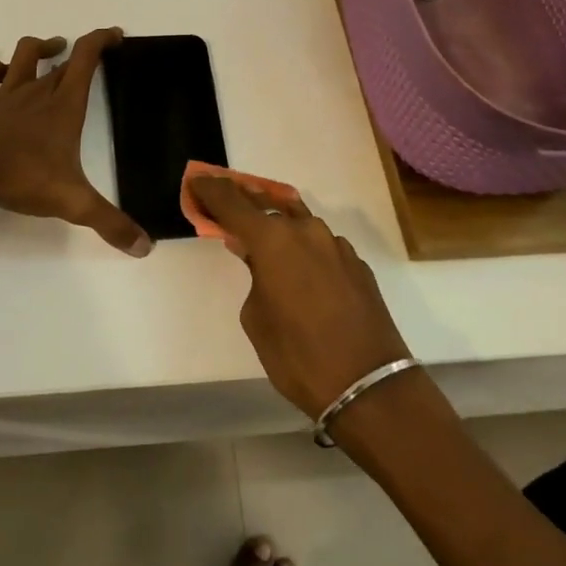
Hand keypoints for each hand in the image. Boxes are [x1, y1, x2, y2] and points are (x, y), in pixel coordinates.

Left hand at [0, 30, 151, 256]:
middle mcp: (37, 91)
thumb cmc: (20, 176)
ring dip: (38, 48)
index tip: (115, 35)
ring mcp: (5, 94)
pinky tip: (0, 71)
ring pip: (23, 55)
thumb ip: (109, 223)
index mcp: (64, 105)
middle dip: (78, 52)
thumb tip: (145, 247)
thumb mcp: (72, 202)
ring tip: (49, 49)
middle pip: (61, 59)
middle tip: (90, 56)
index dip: (102, 39)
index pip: (86, 57)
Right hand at [189, 176, 410, 418]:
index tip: (197, 179)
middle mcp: (305, 231)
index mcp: (272, 240)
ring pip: (298, 223)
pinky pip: (321, 245)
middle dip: (243, 202)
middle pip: (266, 206)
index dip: (211, 189)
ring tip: (263, 234)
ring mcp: (335, 244)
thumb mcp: (256, 318)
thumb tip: (256, 258)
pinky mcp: (356, 263)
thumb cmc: (298, 355)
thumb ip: (252, 276)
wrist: (368, 386)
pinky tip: (300, 267)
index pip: (232, 202)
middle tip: (225, 202)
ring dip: (278, 225)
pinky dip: (304, 248)